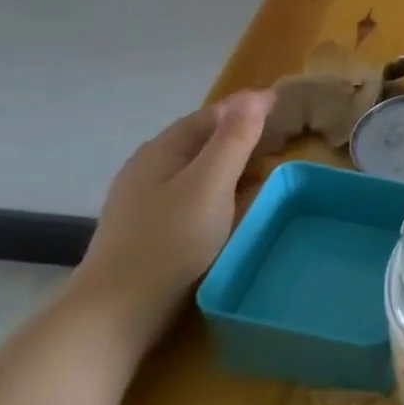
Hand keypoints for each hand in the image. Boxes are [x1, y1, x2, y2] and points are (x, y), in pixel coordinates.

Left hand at [75, 90, 273, 351]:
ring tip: (266, 166)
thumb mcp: (210, 184)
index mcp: (163, 150)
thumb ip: (234, 139)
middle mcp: (151, 167)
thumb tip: (255, 95)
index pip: (212, 114)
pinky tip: (234, 202)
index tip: (284, 103)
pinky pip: (195, 193)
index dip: (247, 106)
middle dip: (241, 132)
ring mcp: (147, 199)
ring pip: (198, 167)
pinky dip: (221, 187)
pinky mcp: (152, 228)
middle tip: (283, 135)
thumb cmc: (170, 240)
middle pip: (202, 139)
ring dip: (232, 161)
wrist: (118, 310)